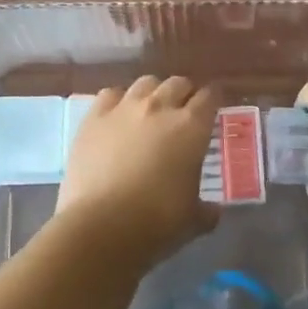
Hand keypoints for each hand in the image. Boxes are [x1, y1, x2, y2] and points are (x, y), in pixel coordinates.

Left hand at [56, 76, 219, 261]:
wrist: (101, 226)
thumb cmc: (156, 222)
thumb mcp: (193, 220)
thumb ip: (207, 210)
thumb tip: (214, 211)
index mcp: (191, 127)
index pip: (209, 97)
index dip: (213, 100)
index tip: (213, 108)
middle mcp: (160, 107)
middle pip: (178, 83)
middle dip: (184, 93)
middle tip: (184, 111)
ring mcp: (124, 108)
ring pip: (145, 82)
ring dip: (153, 92)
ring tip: (151, 109)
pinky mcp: (93, 118)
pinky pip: (110, 94)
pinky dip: (119, 100)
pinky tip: (118, 115)